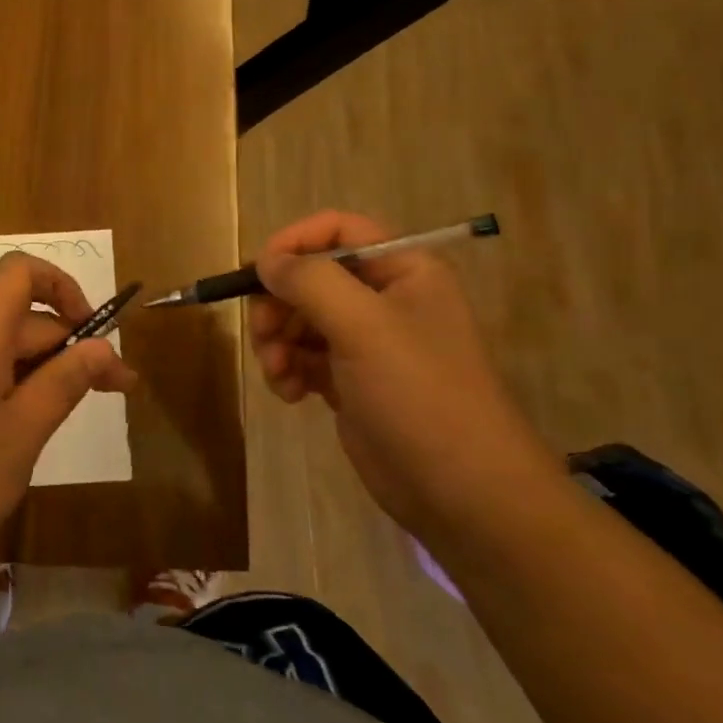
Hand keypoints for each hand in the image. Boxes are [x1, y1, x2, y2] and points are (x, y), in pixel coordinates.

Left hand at [0, 252, 138, 569]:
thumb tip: (101, 347)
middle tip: (118, 389)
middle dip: (73, 343)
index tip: (93, 330)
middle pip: (24, 315)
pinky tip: (39, 423)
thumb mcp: (24, 429)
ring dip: (51, 368)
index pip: (21, 271)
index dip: (62, 286)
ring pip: (9, 347)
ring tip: (86, 406)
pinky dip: (22, 385)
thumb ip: (65, 381)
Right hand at [249, 210, 558, 537]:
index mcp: (402, 269)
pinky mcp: (350, 381)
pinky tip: (289, 393)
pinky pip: (303, 356)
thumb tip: (265, 261)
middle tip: (262, 334)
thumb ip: (310, 281)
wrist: (463, 492)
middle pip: (310, 277)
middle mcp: (384, 298)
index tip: (259, 273)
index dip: (294, 243)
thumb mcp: (364, 326)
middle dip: (279, 303)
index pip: (337, 230)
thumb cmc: (419, 394)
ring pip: (300, 318)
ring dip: (277, 340)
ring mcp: (367, 342)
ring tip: (277, 372)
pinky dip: (287, 369)